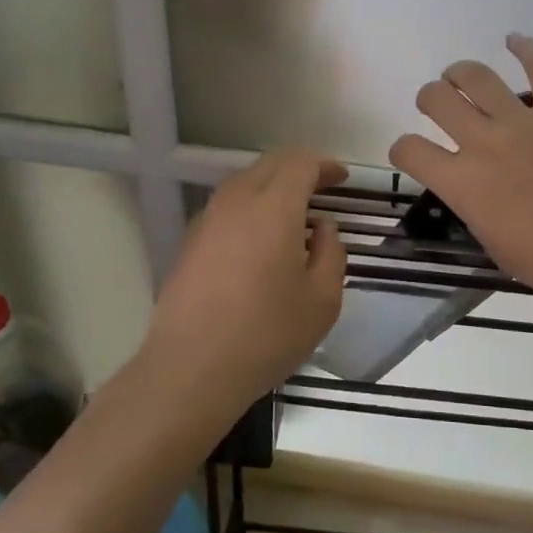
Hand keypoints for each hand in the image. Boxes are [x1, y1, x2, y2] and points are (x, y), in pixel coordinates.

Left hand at [143, 149, 346, 407]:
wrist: (192, 368)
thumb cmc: (267, 333)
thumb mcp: (323, 299)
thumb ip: (332, 252)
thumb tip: (321, 227)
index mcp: (274, 207)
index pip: (301, 164)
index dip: (325, 165)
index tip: (342, 179)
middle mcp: (237, 202)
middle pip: (270, 165)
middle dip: (300, 168)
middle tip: (323, 186)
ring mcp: (208, 220)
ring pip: (244, 183)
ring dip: (272, 185)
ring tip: (294, 211)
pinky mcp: (190, 242)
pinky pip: (227, 207)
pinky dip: (251, 206)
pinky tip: (261, 237)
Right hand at [389, 34, 532, 318]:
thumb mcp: (494, 244)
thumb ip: (474, 207)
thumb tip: (473, 188)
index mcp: (462, 183)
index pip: (410, 150)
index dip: (402, 148)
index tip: (411, 152)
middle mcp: (483, 142)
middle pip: (437, 99)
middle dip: (429, 99)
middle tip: (438, 106)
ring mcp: (523, 121)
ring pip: (476, 76)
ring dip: (460, 72)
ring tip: (460, 76)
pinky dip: (525, 47)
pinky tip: (514, 40)